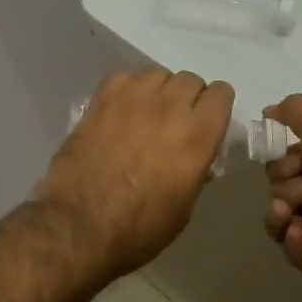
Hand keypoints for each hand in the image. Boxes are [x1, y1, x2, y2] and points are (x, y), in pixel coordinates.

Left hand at [38, 68, 234, 278]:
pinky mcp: (102, 99)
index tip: (209, 120)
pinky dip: (128, 89)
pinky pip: (125, 77)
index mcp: (198, 136)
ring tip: (147, 112)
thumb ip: (195, 172)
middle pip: (190, 79)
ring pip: (158, 73)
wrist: (79, 225)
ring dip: (159, 90)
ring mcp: (134, 98)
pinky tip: (121, 110)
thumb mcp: (184, 208)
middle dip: (189, 97)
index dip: (217, 106)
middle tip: (176, 121)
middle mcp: (171, 108)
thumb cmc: (139, 228)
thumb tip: (196, 159)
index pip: (221, 94)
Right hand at [263, 95, 301, 277]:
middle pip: (281, 195)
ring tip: (287, 214)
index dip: (281, 166)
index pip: (284, 168)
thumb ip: (293, 111)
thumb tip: (267, 110)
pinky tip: (298, 232)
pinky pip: (299, 255)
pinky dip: (293, 244)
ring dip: (279, 218)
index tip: (293, 164)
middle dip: (285, 190)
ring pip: (284, 226)